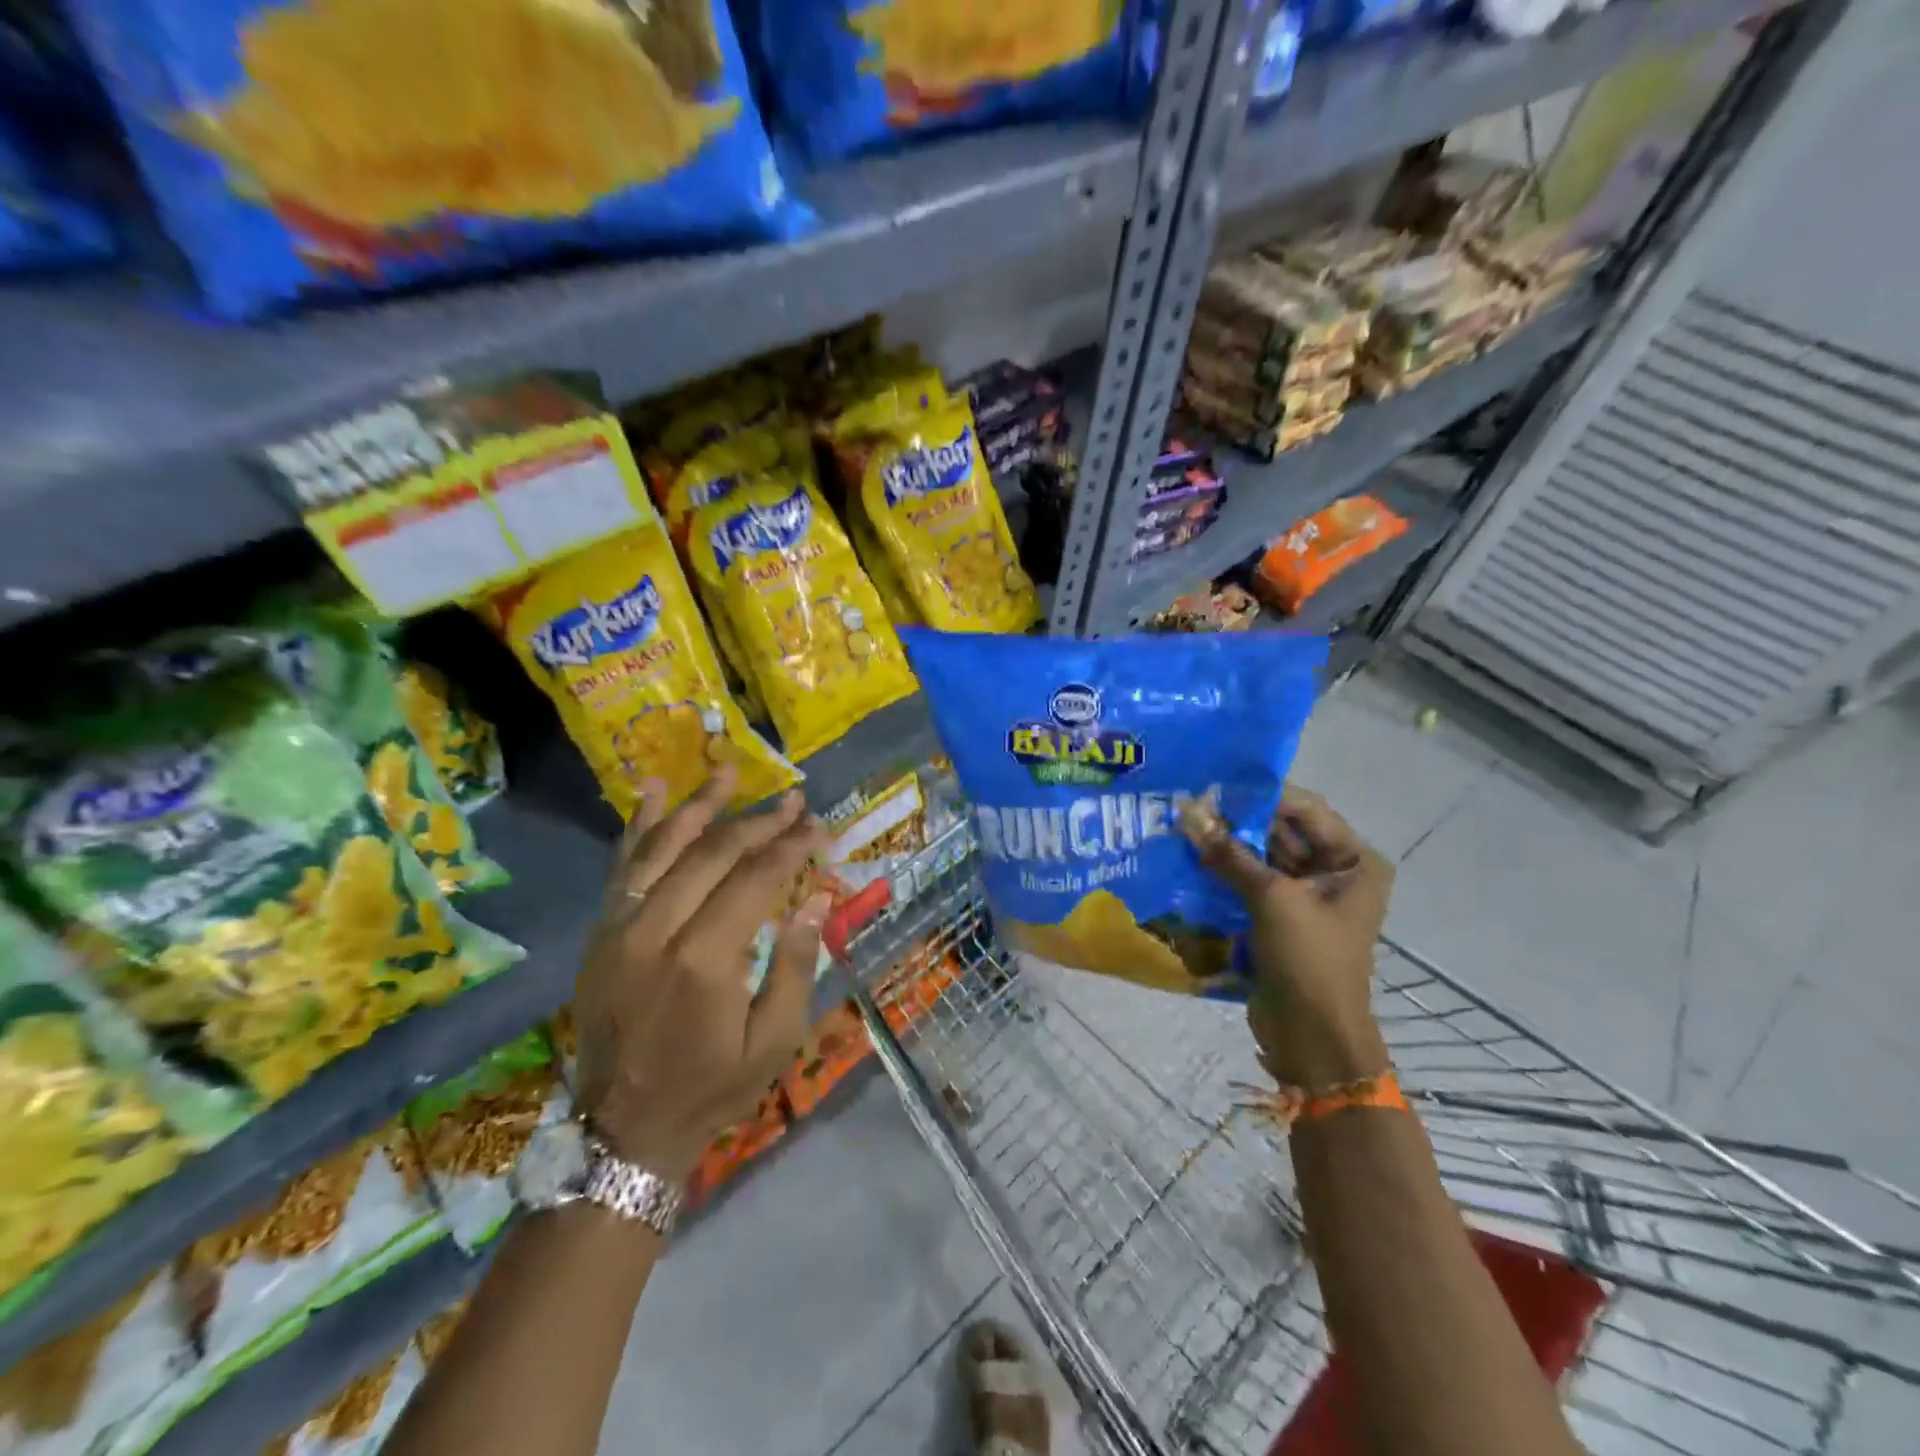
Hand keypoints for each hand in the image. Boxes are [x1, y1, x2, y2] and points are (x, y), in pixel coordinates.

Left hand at [573, 764, 830, 1181]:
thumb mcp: (774, 1042)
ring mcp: (620, 928)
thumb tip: (813, 898)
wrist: (623, 1129)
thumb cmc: (712, 1087)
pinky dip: (639, 825)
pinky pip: (622, 867)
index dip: (791, 846)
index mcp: (705, 960)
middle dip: (759, 821)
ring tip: (728, 769)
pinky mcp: (600, 932)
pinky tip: (654, 789)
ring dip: (700, 805)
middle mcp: (657, 931)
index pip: (756, 879)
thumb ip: (795, 965)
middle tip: (793, 799)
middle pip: (714, 853)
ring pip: (663, 847)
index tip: (818, 825)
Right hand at [1183, 786, 1392, 1089]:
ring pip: (1261, 857)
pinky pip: (1250, 883)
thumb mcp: (1272, 899)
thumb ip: (1230, 855)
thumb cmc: (1309, 960)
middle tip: (1189, 805)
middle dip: (1237, 821)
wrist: (1312, 1038)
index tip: (1214, 786)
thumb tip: (1188, 813)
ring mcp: (1306, 897)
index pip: (1305, 810)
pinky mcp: (1279, 919)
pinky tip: (1188, 860)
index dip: (1261, 796)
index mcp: (1353, 861)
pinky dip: (1224, 873)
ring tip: (1182, 828)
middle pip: (1281, 832)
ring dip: (1226, 846)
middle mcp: (1333, 872)